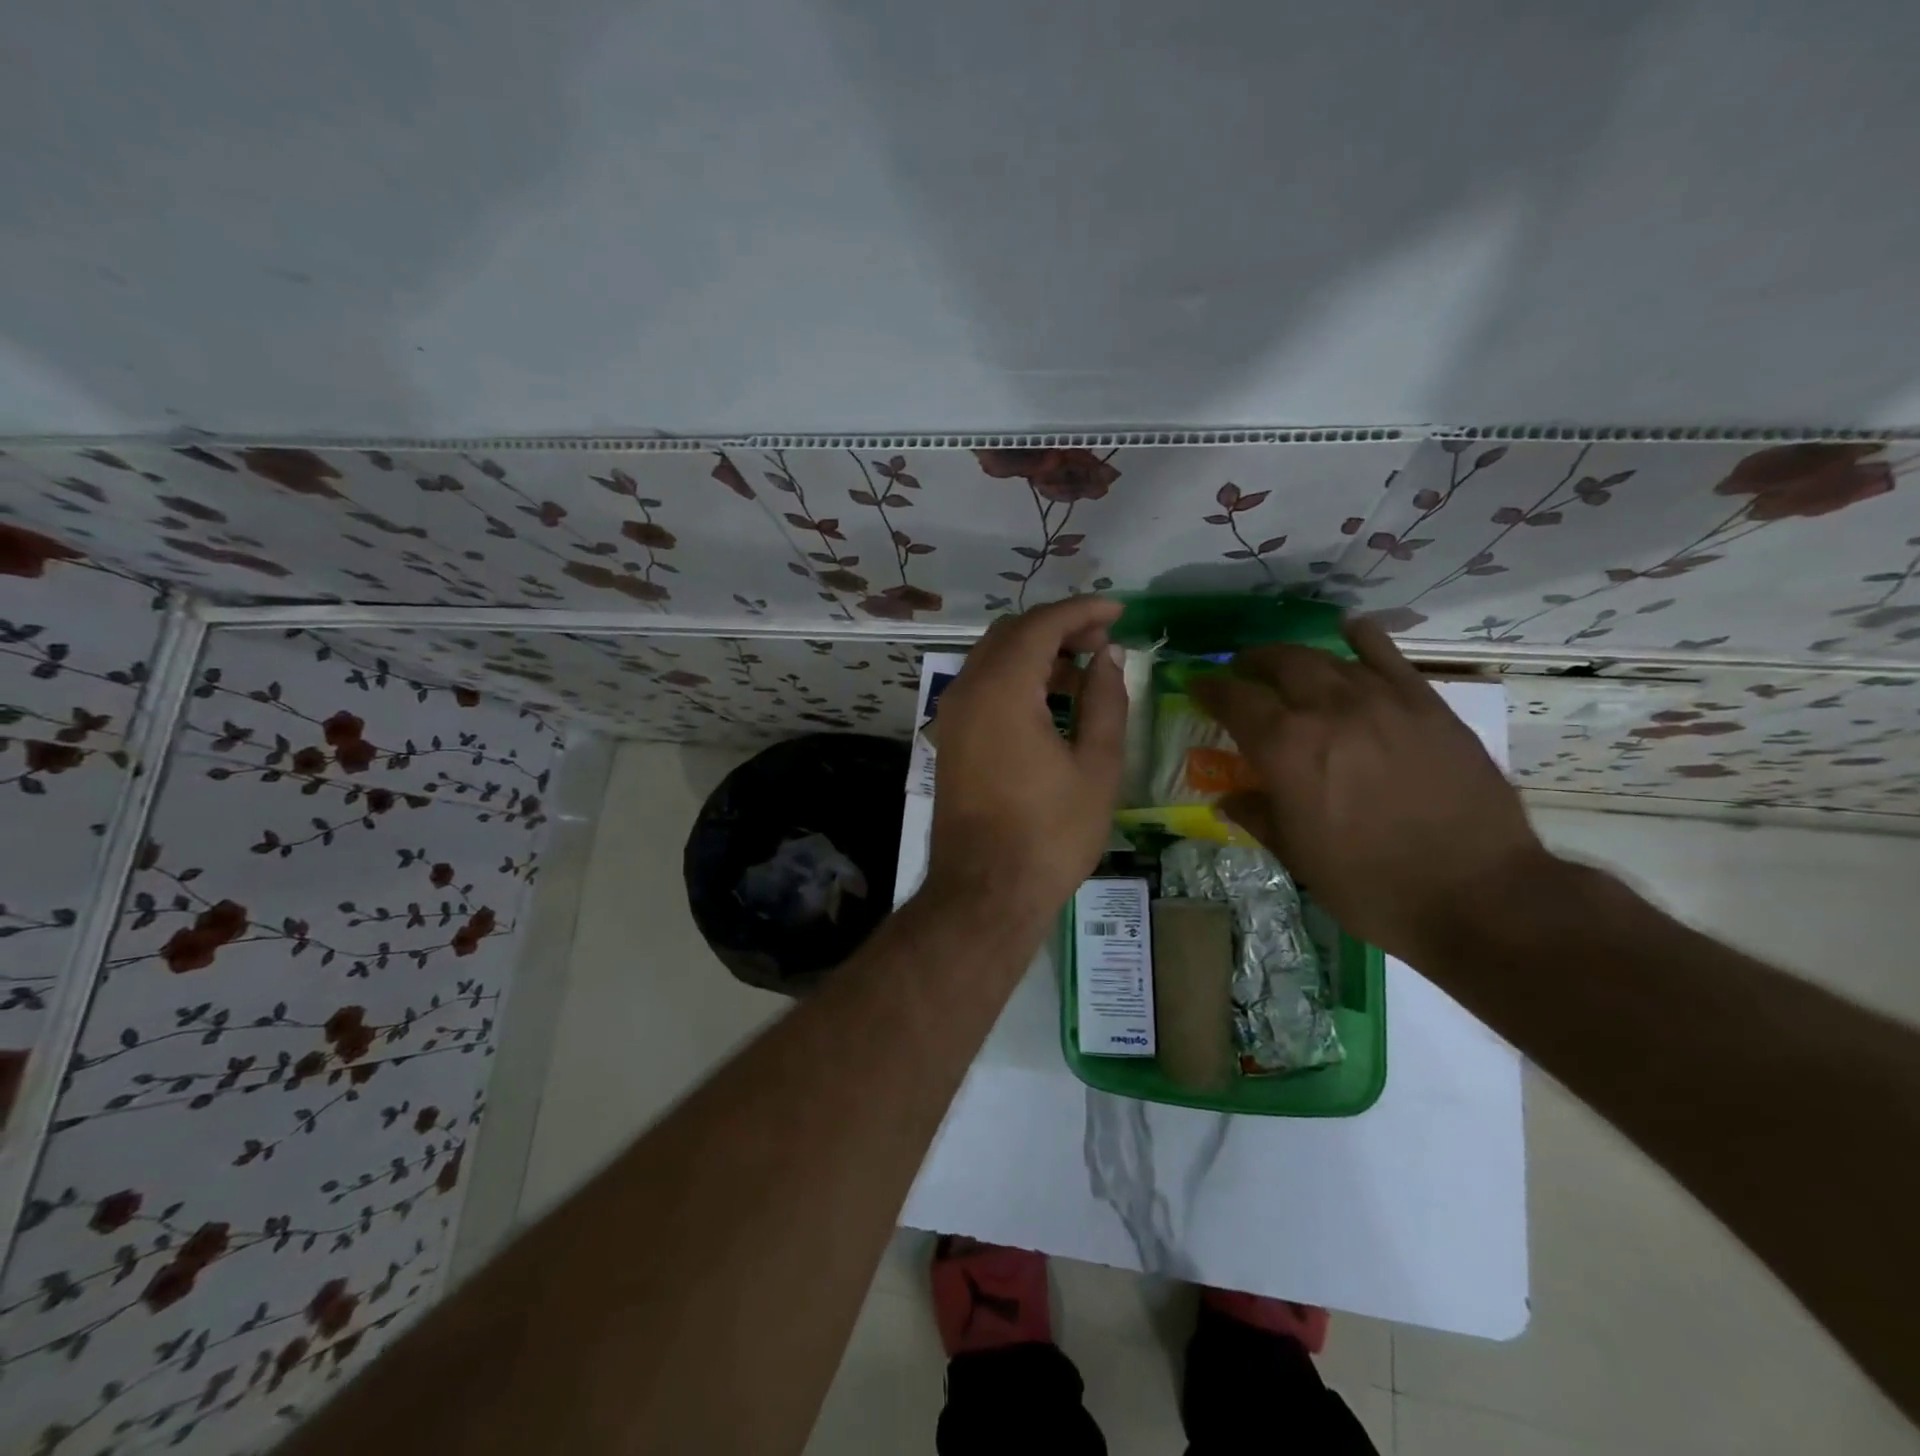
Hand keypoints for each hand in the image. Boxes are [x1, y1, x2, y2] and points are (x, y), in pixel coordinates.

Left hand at [925, 598, 1127, 927]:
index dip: (1082, 611)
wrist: (986, 892)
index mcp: (1001, 690)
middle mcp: (966, 691)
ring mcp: (952, 716)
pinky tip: (1050, 702)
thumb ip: (1105, 702)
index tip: (1118, 611)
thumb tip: (1109, 657)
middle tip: (1102, 644)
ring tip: (1083, 672)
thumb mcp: (1096, 767)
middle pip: (1011, 634)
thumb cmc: (1049, 834)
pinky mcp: (950, 739)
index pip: (1041, 625)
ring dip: (1036, 654)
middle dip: (1058, 628)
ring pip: (992, 659)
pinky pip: (982, 688)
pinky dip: (1016, 680)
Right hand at [1188, 618, 1552, 960]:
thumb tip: (1230, 798)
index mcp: (1286, 748)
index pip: (1234, 701)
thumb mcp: (1298, 857)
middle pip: (1281, 664)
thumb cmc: (1371, 885)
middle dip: (1253, 663)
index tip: (1197, 685)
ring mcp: (1382, 701)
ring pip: (1329, 659)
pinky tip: (1352, 629)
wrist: (1478, 894)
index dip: (1210, 690)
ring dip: (1299, 658)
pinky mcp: (1427, 705)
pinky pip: (1389, 657)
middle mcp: (1328, 710)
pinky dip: (1364, 639)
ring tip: (1288, 664)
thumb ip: (1258, 816)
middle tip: (1242, 671)